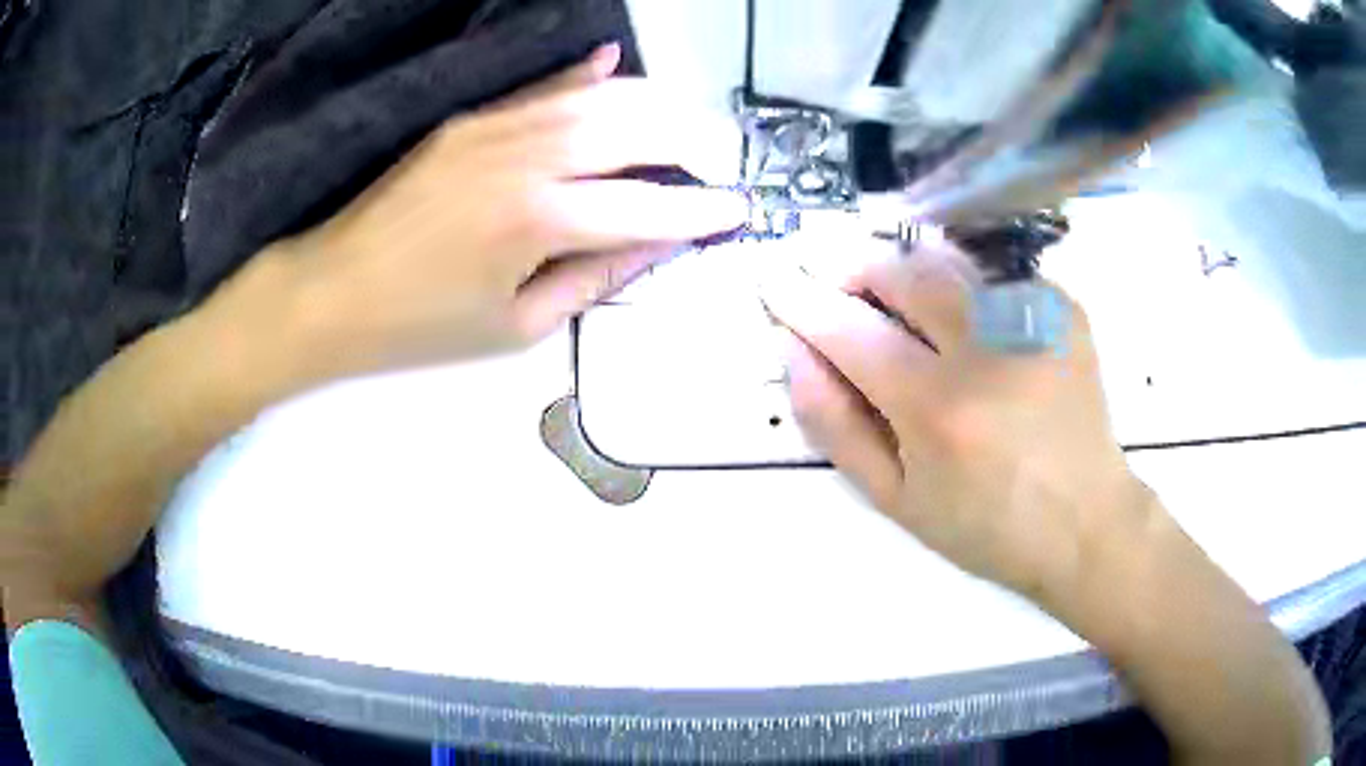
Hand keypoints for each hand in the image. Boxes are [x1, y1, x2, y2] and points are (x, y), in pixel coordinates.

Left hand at [218, 44, 745, 381]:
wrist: (332, 291)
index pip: (648, 209)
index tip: (740, 210)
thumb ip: (595, 279)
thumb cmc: (422, 327)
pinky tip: (615, 63)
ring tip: (688, 125)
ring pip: (599, 98)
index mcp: (539, 222)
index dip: (702, 212)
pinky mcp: (471, 119)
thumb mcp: (516, 327)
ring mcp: (496, 128)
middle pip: (636, 131)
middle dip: (694, 143)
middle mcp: (527, 158)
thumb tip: (656, 245)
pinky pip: (543, 88)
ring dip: (654, 106)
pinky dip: (586, 76)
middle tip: (722, 162)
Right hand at [761, 245, 1148, 598]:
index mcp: (937, 409)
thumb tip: (793, 352)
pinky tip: (965, 319)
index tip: (772, 277)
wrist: (1085, 522)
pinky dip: (961, 283)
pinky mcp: (1063, 308)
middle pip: (899, 270)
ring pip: (946, 258)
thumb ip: (834, 425)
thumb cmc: (985, 526)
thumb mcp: (895, 499)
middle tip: (838, 287)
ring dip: (904, 267)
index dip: (799, 298)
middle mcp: (987, 349)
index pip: (848, 330)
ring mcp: (1033, 318)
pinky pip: (993, 272)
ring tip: (894, 298)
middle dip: (852, 268)